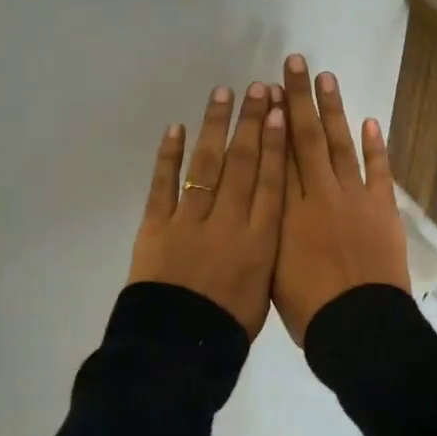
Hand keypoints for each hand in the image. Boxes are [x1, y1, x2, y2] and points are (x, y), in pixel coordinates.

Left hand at [127, 82, 287, 338]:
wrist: (179, 347)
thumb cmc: (228, 326)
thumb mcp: (264, 290)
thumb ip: (268, 252)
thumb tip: (270, 222)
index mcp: (260, 239)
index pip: (271, 181)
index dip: (276, 144)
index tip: (280, 112)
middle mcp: (229, 220)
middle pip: (242, 163)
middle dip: (251, 123)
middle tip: (259, 88)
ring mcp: (191, 220)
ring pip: (206, 164)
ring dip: (215, 126)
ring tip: (223, 93)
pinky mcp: (157, 225)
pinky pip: (163, 184)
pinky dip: (169, 155)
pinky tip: (176, 128)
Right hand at [271, 55, 409, 345]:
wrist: (359, 326)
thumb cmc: (309, 310)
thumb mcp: (273, 270)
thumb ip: (272, 232)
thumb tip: (268, 204)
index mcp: (287, 213)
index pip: (277, 156)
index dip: (273, 122)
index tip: (268, 93)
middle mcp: (318, 195)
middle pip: (306, 139)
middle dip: (299, 99)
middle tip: (294, 63)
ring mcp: (354, 199)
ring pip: (340, 145)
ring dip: (334, 110)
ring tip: (326, 78)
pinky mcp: (383, 209)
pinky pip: (379, 170)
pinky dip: (374, 146)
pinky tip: (369, 121)